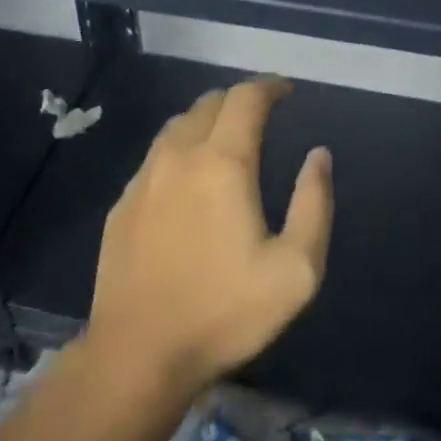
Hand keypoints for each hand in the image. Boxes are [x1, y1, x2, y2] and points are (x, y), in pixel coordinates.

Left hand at [87, 79, 331, 396]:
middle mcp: (179, 156)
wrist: (137, 355)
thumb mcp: (296, 269)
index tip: (287, 90)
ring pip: (177, 125)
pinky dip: (180, 149)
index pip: (246, 98)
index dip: (269, 86)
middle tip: (261, 114)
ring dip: (206, 120)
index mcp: (223, 162)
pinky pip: (156, 156)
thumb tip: (318, 155)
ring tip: (226, 138)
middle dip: (239, 99)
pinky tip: (188, 178)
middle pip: (209, 103)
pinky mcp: (122, 204)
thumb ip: (314, 203)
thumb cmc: (224, 312)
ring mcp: (144, 178)